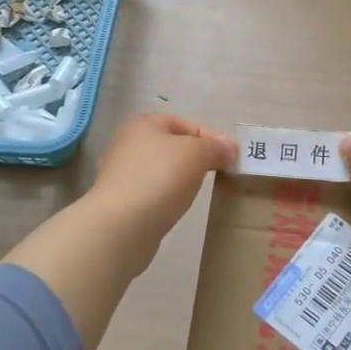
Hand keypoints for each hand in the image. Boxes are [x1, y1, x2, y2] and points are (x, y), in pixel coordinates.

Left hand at [85, 113, 235, 253]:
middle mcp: (128, 142)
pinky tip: (174, 207)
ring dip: (180, 178)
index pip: (187, 124)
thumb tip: (229, 148)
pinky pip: (151, 191)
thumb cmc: (160, 178)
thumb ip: (215, 147)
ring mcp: (120, 173)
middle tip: (217, 174)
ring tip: (197, 192)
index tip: (231, 159)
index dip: (212, 139)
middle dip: (196, 158)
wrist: (120, 226)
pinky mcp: (119, 200)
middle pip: (173, 146)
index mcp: (144, 123)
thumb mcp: (196, 154)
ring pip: (161, 170)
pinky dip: (166, 196)